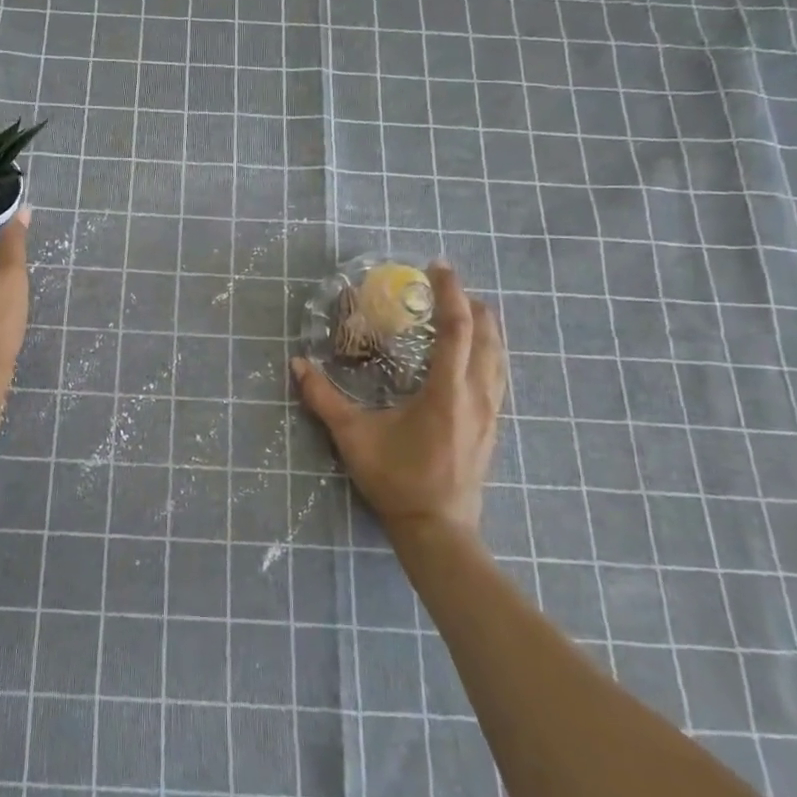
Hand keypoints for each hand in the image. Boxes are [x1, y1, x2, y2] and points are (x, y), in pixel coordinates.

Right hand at [291, 263, 507, 535]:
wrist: (438, 528)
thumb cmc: (396, 479)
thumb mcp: (353, 437)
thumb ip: (323, 398)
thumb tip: (297, 364)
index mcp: (446, 391)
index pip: (457, 328)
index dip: (449, 293)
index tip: (437, 267)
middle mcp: (476, 395)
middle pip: (488, 334)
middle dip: (471, 303)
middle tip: (445, 287)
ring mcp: (491, 411)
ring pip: (499, 355)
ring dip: (484, 326)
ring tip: (462, 310)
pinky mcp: (493, 425)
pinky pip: (498, 374)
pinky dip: (488, 350)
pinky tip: (471, 354)